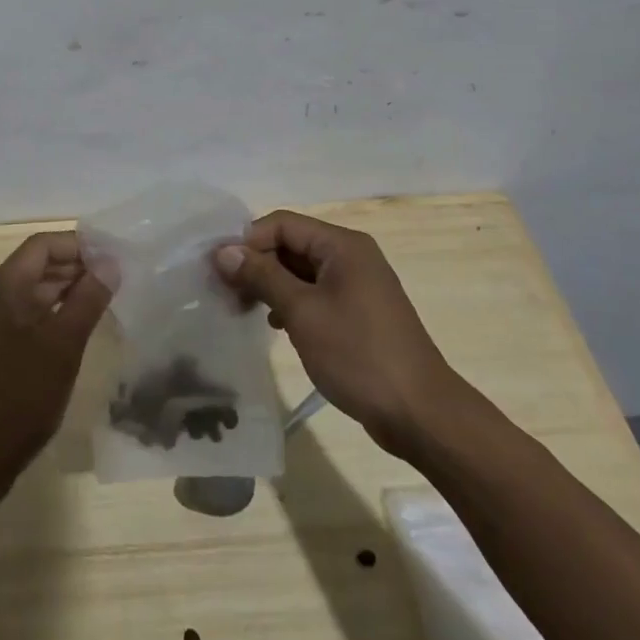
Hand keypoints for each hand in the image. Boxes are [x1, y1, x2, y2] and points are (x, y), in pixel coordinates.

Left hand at [0, 231, 113, 502]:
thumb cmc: (19, 397)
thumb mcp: (62, 346)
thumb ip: (88, 300)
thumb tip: (110, 264)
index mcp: (2, 286)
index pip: (43, 245)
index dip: (79, 245)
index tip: (113, 258)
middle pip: (36, 265)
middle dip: (75, 268)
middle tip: (116, 281)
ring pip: (30, 292)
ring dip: (65, 292)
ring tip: (103, 303)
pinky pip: (22, 316)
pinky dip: (50, 314)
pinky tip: (75, 332)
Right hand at [213, 211, 463, 459]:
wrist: (421, 415)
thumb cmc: (358, 354)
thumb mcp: (302, 312)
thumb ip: (262, 276)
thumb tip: (223, 251)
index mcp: (342, 245)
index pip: (281, 224)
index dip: (247, 241)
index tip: (219, 269)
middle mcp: (351, 256)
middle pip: (291, 244)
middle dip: (256, 264)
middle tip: (225, 293)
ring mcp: (357, 285)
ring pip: (300, 271)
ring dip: (270, 284)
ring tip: (242, 309)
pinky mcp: (359, 313)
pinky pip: (315, 293)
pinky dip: (291, 302)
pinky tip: (275, 325)